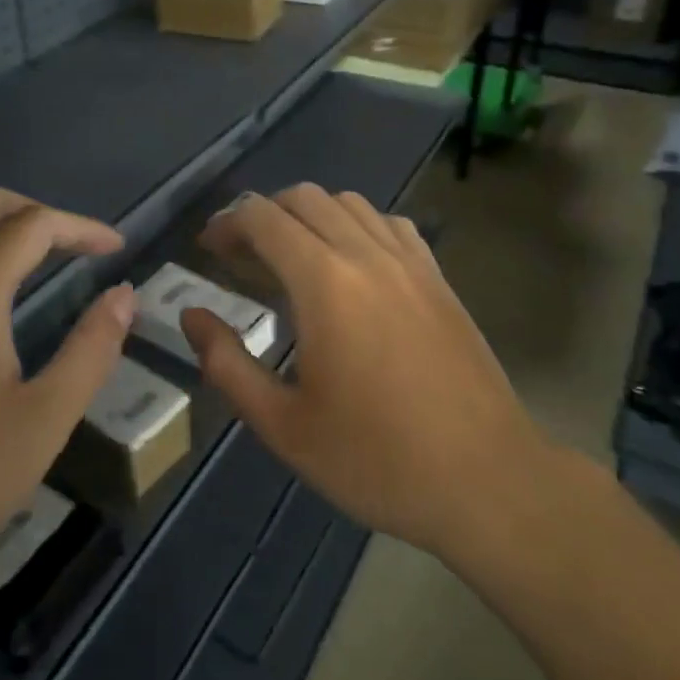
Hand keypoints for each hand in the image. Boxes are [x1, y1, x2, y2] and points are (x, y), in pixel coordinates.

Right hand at [185, 186, 561, 572]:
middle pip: (303, 197)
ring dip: (308, 215)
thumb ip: (227, 363)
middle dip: (262, 215)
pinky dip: (356, 225)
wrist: (487, 481)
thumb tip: (192, 315)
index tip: (208, 250)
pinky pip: (389, 224)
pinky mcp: (438, 277)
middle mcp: (367, 255)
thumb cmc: (376, 459)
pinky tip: (351, 265)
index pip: (263, 218)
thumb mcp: (283, 425)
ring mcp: (410, 262)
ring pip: (349, 202)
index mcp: (325, 284)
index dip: (227, 224)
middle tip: (241, 256)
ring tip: (291, 257)